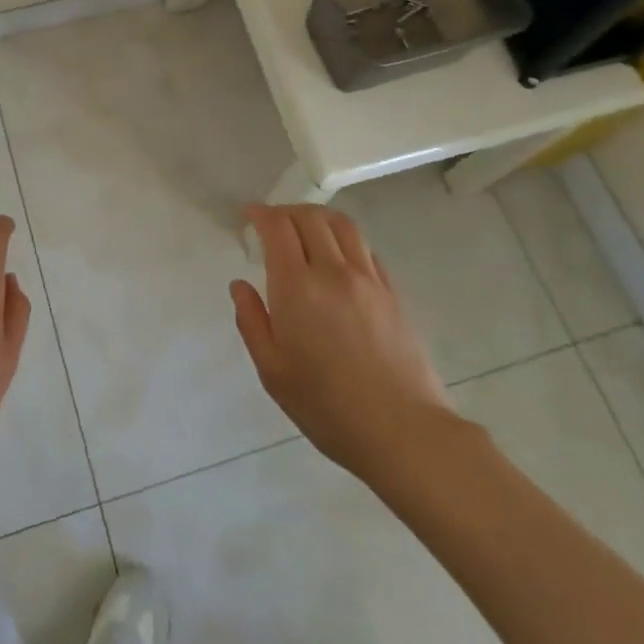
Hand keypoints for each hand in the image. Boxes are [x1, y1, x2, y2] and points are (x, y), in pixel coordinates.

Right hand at [230, 204, 453, 482]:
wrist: (403, 431)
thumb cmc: (327, 407)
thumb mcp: (273, 371)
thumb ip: (252, 321)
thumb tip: (239, 285)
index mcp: (297, 287)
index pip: (278, 227)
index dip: (260, 213)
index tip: (248, 216)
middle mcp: (333, 271)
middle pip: (309, 217)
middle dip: (285, 211)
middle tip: (271, 223)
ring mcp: (369, 279)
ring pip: (342, 225)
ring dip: (317, 217)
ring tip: (304, 228)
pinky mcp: (393, 292)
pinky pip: (365, 248)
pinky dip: (344, 239)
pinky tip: (338, 256)